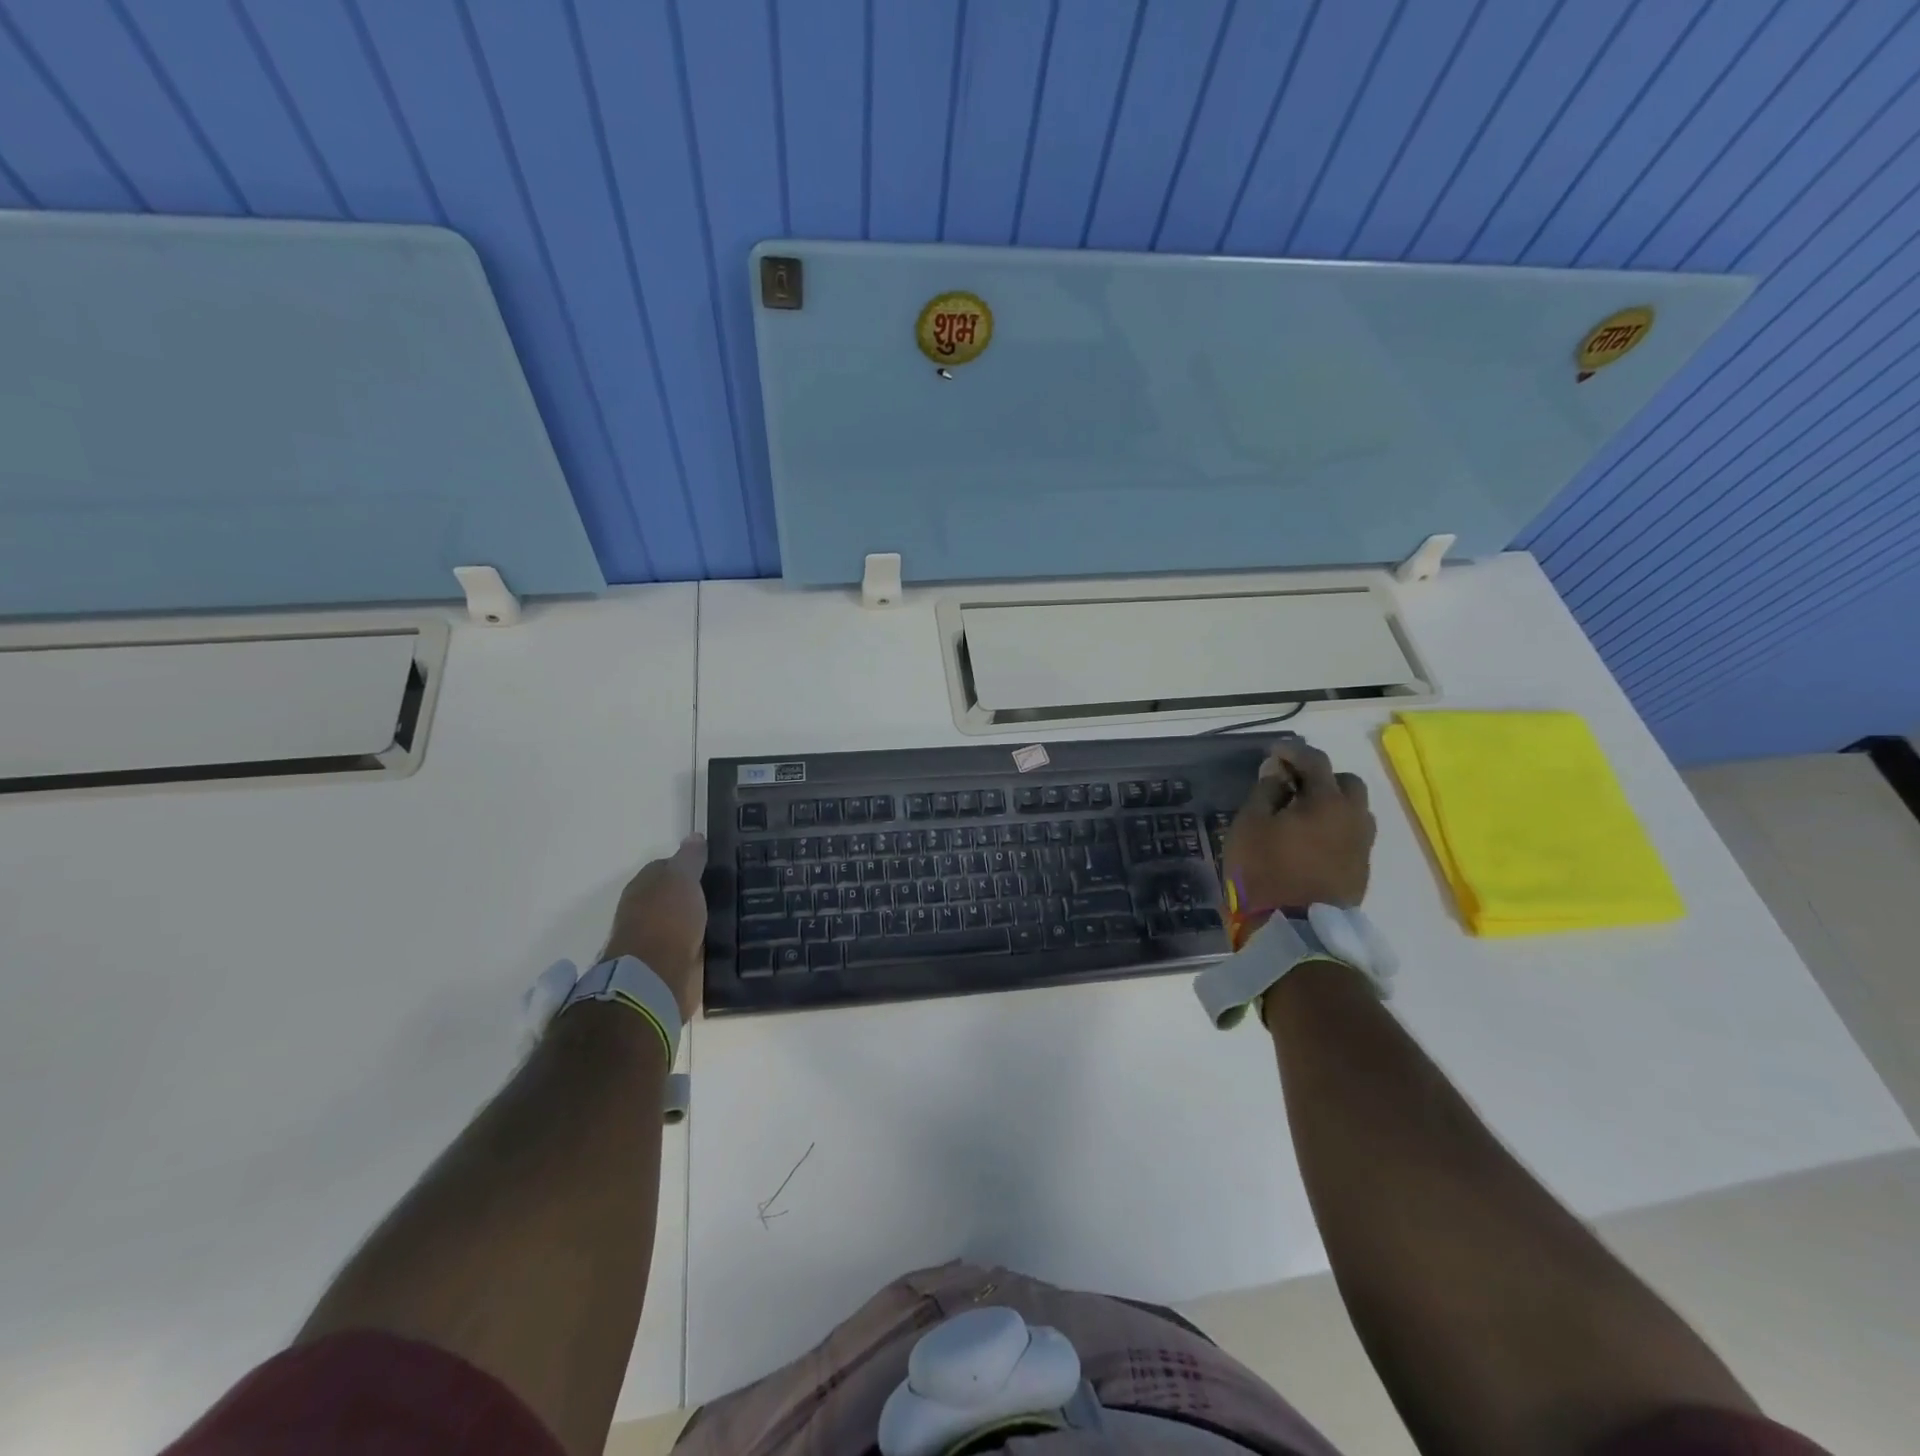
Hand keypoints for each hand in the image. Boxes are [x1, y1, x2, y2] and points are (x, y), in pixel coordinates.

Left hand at [601, 835, 709, 1019]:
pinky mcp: (667, 964)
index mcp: (643, 886)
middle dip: (695, 893)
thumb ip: (689, 858)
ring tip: (730, 916)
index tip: (714, 868)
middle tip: (727, 891)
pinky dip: (702, 942)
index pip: (666, 867)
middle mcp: (644, 910)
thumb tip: (694, 835)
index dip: (689, 865)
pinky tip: (722, 940)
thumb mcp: (682, 878)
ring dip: (699, 920)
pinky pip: (690, 946)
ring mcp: (654, 939)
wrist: (654, 977)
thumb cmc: (666, 919)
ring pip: (683, 921)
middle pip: (674, 895)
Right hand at [1223, 740, 1374, 910]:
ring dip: (1332, 804)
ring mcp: (1362, 847)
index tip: (1273, 752)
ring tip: (1302, 814)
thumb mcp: (1250, 825)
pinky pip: (1352, 836)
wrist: (1295, 932)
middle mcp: (1354, 818)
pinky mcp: (1360, 872)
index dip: (1293, 751)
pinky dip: (1334, 828)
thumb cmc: (1264, 871)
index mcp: (1328, 801)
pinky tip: (1310, 840)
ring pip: (1354, 811)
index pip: (1315, 761)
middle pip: (1346, 783)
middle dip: (1321, 777)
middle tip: (1291, 784)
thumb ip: (1265, 792)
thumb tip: (1278, 773)